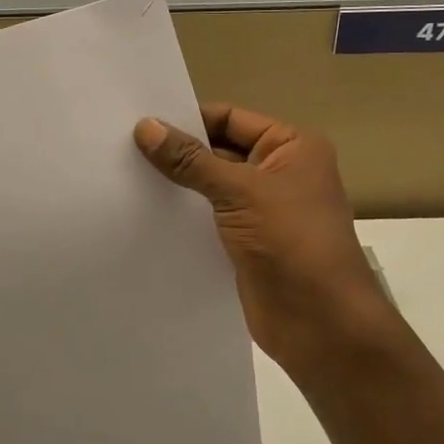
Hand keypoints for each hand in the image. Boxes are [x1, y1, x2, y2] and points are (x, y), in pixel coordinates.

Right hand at [135, 104, 396, 376]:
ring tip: (125, 177)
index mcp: (291, 147)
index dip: (188, 120)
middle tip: (122, 148)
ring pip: (211, 187)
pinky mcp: (247, 242)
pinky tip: (146, 212)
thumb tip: (145, 127)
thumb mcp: (240, 192)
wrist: (321, 324)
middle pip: (218, 150)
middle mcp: (279, 172)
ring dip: (177, 185)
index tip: (139, 123)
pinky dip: (183, 215)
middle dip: (177, 152)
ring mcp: (263, 209)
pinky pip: (209, 218)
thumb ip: (190, 160)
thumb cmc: (291, 242)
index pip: (230, 119)